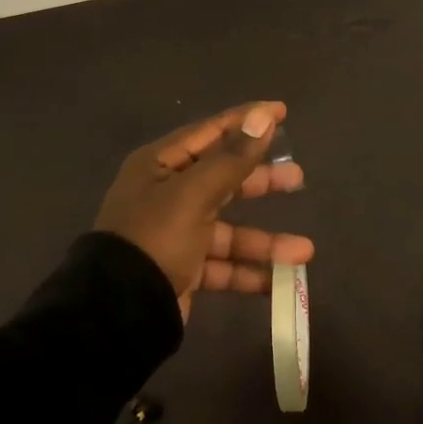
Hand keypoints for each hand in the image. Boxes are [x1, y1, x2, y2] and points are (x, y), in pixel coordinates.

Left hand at [94, 101, 314, 321]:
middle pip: (223, 179)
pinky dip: (249, 272)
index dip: (246, 121)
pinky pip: (222, 265)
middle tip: (297, 177)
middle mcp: (166, 194)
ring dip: (265, 240)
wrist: (118, 311)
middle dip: (260, 181)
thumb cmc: (155, 238)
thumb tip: (263, 117)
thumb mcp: (194, 194)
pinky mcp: (183, 269)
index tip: (281, 111)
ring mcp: (175, 234)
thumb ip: (232, 159)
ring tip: (304, 250)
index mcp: (160, 166)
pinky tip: (280, 280)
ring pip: (229, 229)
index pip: (209, 132)